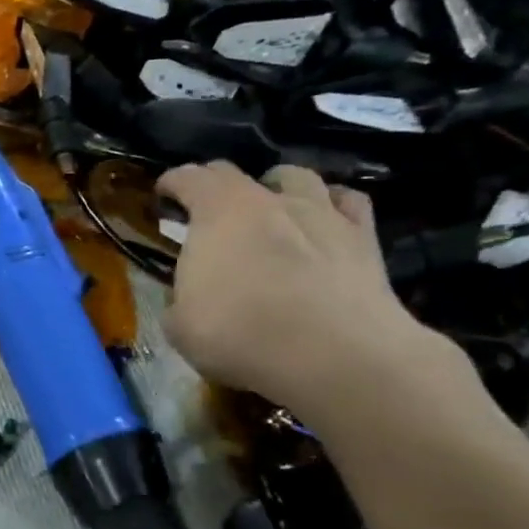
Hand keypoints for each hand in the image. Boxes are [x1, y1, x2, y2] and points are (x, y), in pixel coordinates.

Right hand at [158, 163, 457, 425]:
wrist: (335, 355)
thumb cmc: (242, 335)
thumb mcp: (181, 327)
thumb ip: (179, 300)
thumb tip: (187, 298)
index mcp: (217, 212)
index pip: (188, 178)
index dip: (172, 183)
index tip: (163, 195)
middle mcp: (269, 200)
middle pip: (236, 173)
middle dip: (215, 185)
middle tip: (207, 210)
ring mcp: (322, 213)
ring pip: (298, 177)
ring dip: (277, 187)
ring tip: (272, 207)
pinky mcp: (365, 237)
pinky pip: (348, 202)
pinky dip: (332, 205)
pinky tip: (326, 221)